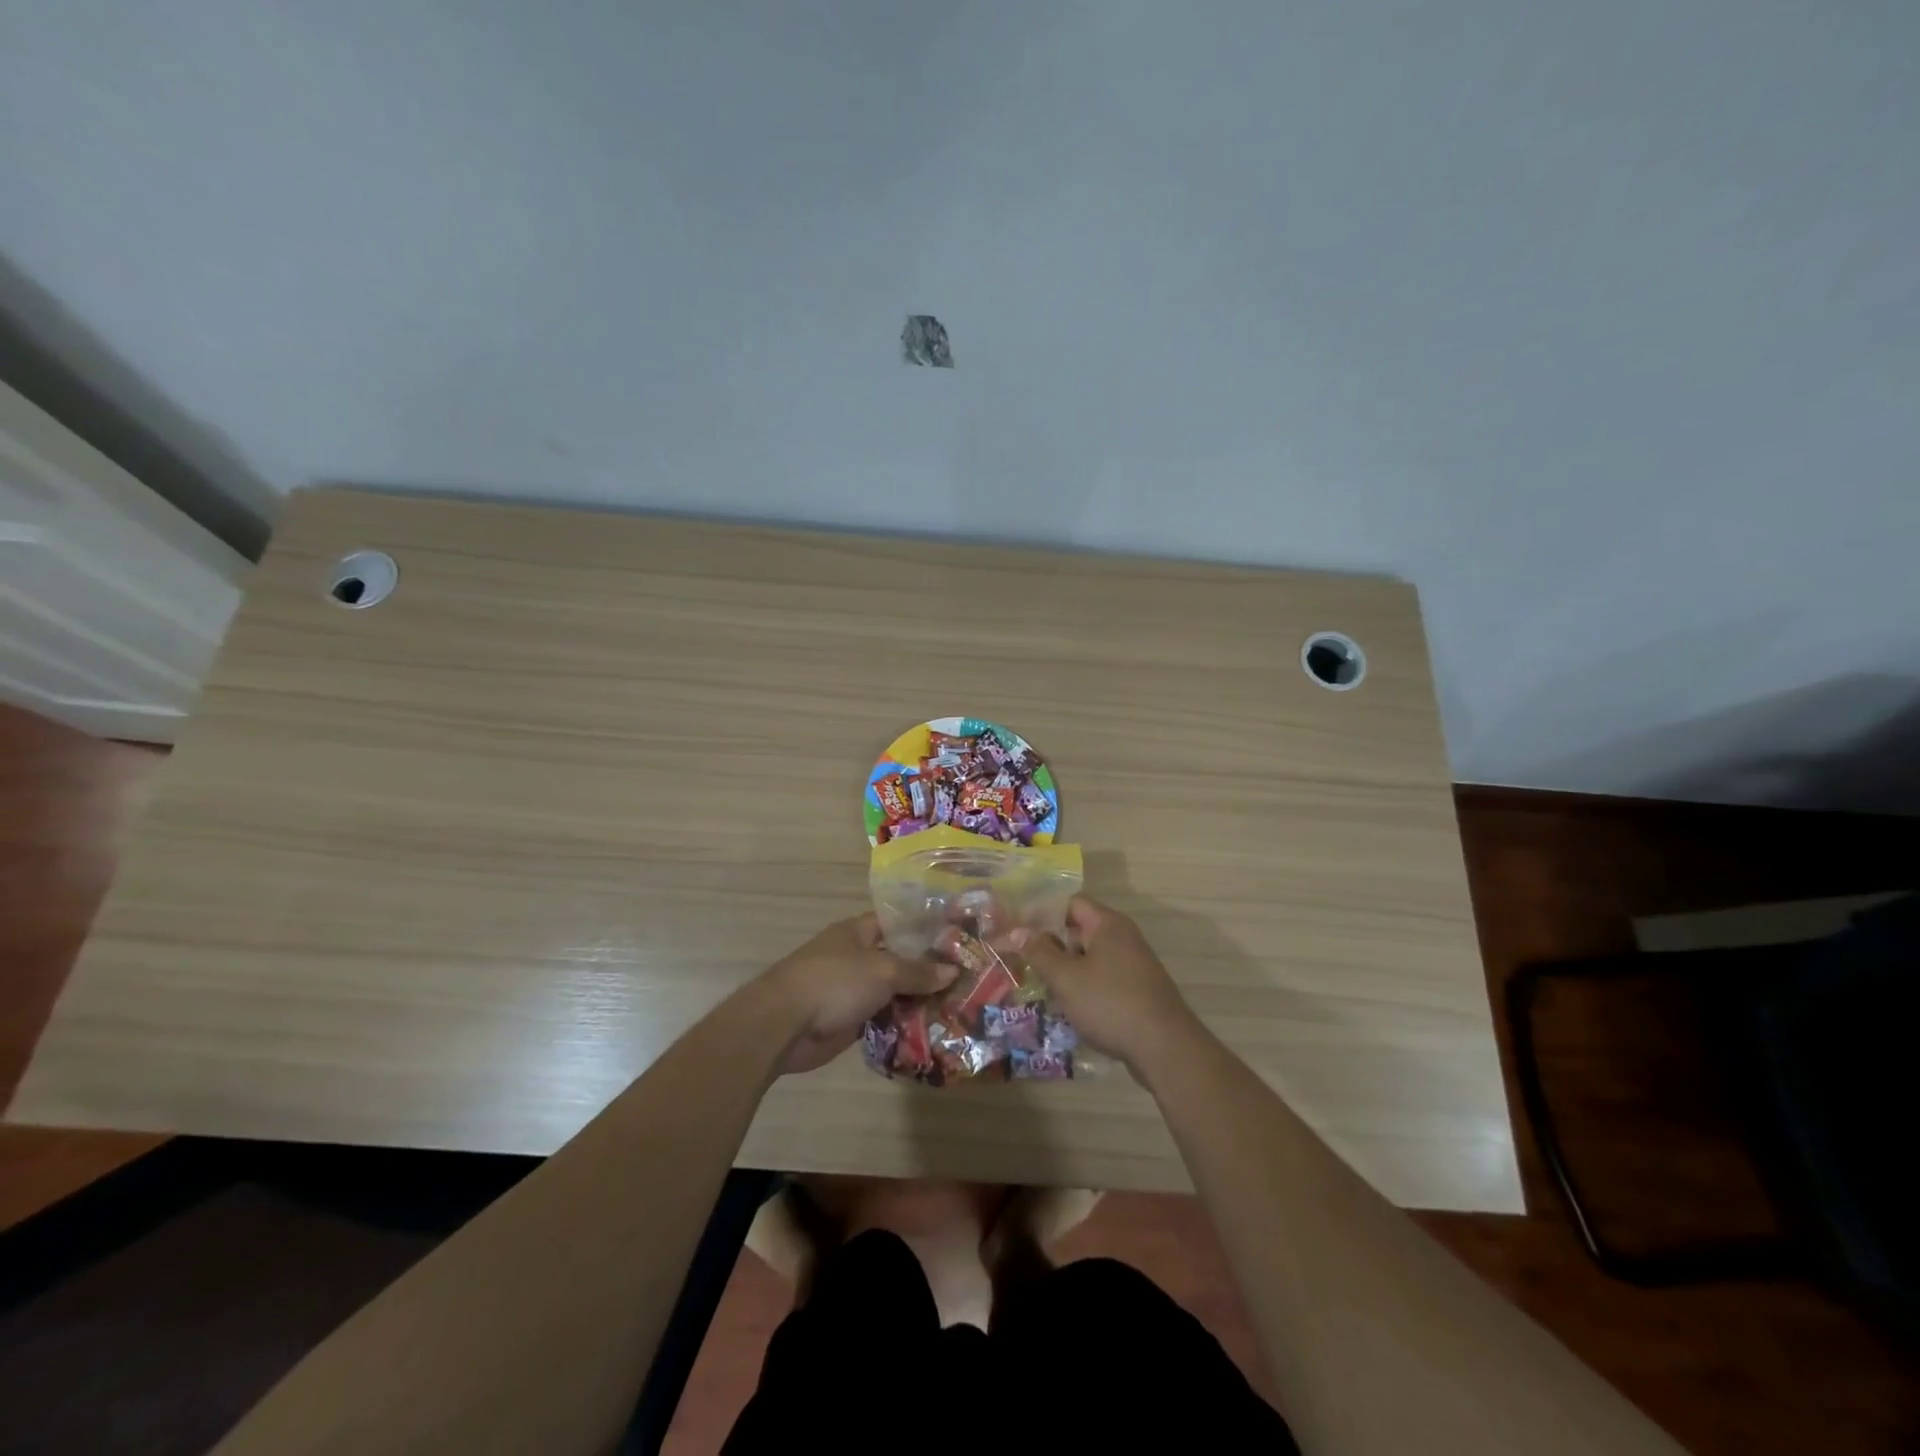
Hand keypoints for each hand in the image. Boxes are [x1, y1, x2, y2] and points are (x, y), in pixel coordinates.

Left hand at [763, 914, 956, 1074]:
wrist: (783, 1025)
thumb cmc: (834, 982)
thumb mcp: (883, 970)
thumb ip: (917, 971)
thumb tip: (952, 971)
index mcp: (858, 932)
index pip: (897, 922)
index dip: (924, 928)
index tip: (956, 937)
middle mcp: (856, 957)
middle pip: (898, 960)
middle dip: (928, 970)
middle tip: (968, 978)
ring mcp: (852, 991)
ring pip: (893, 992)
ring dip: (918, 1001)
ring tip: (958, 1007)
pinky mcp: (849, 1021)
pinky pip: (883, 1020)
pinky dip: (902, 1025)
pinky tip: (932, 1031)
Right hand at [1014, 897, 1202, 1071]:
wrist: (1165, 1048)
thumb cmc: (1110, 1003)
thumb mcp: (1066, 978)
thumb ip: (1039, 952)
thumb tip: (1017, 930)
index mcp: (1107, 924)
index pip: (1070, 903)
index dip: (1042, 913)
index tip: (1017, 930)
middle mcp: (1123, 936)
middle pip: (1079, 930)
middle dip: (1050, 945)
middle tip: (1021, 959)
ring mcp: (1133, 964)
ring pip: (1090, 957)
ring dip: (1065, 969)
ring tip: (1038, 984)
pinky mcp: (1137, 990)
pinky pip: (1103, 978)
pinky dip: (1084, 986)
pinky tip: (1066, 1006)